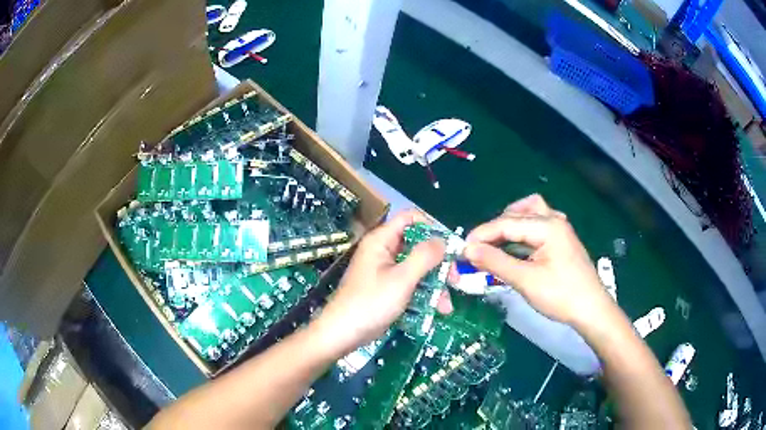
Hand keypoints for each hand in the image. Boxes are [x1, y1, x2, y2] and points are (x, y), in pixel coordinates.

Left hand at [315, 210, 451, 352]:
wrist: (343, 334)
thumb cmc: (371, 303)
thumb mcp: (402, 279)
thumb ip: (424, 256)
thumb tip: (443, 240)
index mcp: (382, 240)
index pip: (410, 218)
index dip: (432, 227)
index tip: (450, 246)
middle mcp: (384, 251)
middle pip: (418, 246)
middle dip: (438, 264)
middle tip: (454, 281)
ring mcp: (385, 271)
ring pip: (417, 268)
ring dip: (434, 285)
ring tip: (445, 306)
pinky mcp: (387, 289)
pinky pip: (410, 284)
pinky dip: (423, 294)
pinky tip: (435, 311)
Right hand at [463, 194, 615, 329]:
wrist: (591, 309)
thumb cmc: (561, 295)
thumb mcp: (526, 280)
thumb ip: (496, 262)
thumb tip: (468, 250)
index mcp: (547, 225)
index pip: (506, 223)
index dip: (481, 235)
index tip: (461, 250)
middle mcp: (554, 220)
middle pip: (517, 213)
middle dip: (494, 229)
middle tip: (479, 250)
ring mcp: (560, 229)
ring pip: (529, 214)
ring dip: (509, 224)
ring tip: (495, 243)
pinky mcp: (561, 240)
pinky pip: (537, 225)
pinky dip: (522, 232)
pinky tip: (516, 247)